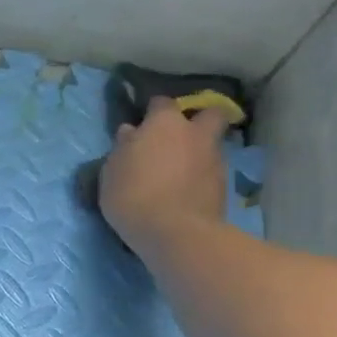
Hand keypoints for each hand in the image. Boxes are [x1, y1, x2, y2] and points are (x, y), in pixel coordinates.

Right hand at [98, 97, 231, 252]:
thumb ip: (123, 148)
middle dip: (199, 120)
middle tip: (180, 138)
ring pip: (212, 145)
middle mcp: (195, 134)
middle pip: (209, 114)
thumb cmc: (133, 196)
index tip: (144, 124)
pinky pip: (212, 173)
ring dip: (199, 154)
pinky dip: (202, 179)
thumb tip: (130, 132)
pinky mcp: (225, 187)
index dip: (154, 112)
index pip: (161, 103)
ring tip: (180, 174)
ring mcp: (215, 160)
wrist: (175, 234)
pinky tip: (187, 194)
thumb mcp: (112, 172)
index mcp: (165, 123)